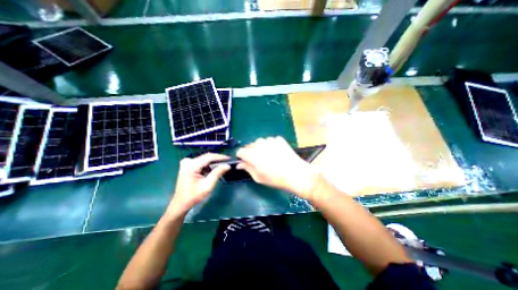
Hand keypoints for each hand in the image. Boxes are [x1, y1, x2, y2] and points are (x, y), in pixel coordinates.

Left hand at [167, 152, 228, 216]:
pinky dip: (209, 165)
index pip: (209, 157)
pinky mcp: (188, 165)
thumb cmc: (194, 196)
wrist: (181, 203)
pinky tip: (215, 169)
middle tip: (228, 162)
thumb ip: (217, 173)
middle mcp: (188, 161)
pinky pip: (202, 162)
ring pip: (205, 159)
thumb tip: (227, 165)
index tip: (229, 158)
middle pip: (207, 157)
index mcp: (191, 166)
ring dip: (214, 162)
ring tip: (223, 166)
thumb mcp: (208, 185)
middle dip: (218, 160)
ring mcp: (187, 163)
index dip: (220, 157)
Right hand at [236, 136, 317, 198]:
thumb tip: (239, 164)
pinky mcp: (278, 139)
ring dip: (261, 148)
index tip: (245, 161)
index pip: (240, 151)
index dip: (242, 157)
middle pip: (250, 146)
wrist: (295, 173)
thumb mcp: (258, 177)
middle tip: (259, 161)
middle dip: (251, 152)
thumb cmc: (275, 178)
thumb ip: (247, 168)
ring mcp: (269, 140)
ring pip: (260, 142)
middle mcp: (259, 144)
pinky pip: (270, 141)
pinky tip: (277, 153)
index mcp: (251, 154)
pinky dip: (271, 146)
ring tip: (269, 156)